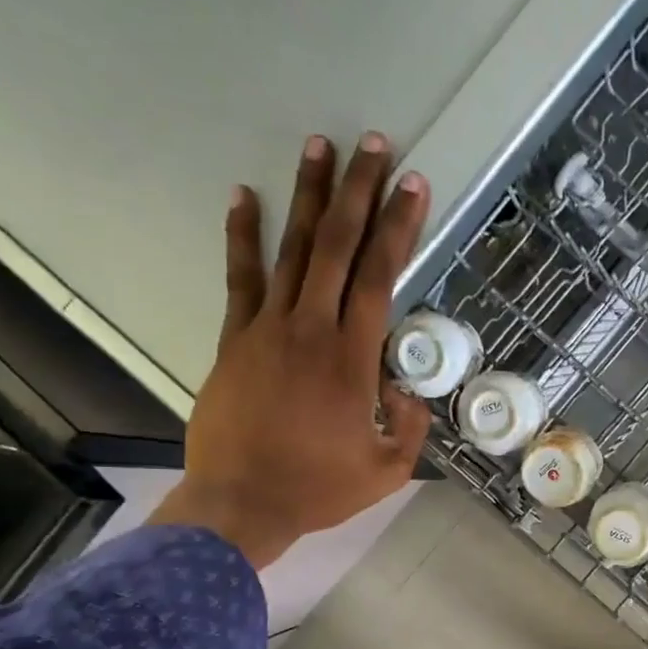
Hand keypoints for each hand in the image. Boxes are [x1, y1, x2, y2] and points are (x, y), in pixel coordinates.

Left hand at [150, 133, 432, 567]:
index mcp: (352, 359)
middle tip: (375, 145)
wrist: (242, 503)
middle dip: (360, 192)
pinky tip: (244, 196)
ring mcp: (267, 328)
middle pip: (338, 246)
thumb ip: (410, 425)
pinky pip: (240, 278)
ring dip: (309, 197)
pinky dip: (243, 235)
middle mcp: (311, 328)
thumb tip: (406, 389)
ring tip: (321, 147)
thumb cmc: (320, 489)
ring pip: (293, 249)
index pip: (380, 277)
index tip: (413, 186)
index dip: (399, 228)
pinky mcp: (234, 339)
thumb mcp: (388, 469)